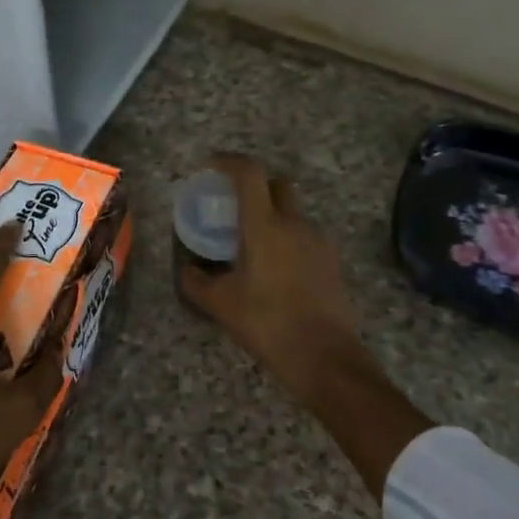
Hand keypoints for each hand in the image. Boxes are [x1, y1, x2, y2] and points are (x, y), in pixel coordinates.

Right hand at [178, 155, 377, 411]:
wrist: (325, 357)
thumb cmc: (268, 324)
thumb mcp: (222, 305)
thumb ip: (197, 283)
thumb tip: (187, 270)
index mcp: (265, 226)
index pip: (249, 173)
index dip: (229, 161)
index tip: (212, 166)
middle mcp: (295, 224)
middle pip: (277, 185)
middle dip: (256, 186)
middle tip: (234, 207)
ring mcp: (318, 241)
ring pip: (293, 212)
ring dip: (273, 217)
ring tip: (253, 246)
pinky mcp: (332, 261)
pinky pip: (305, 237)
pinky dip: (289, 240)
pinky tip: (277, 270)